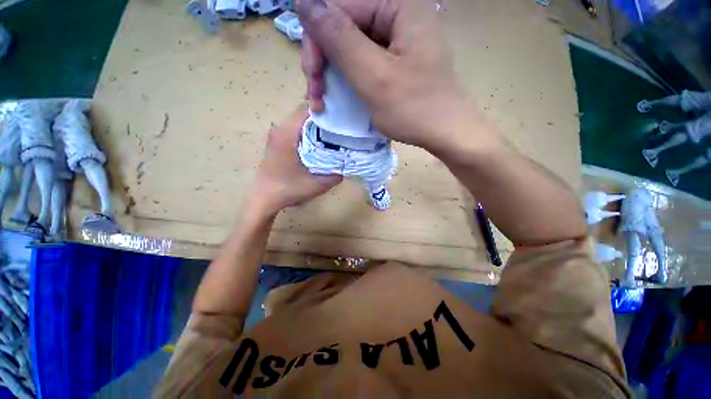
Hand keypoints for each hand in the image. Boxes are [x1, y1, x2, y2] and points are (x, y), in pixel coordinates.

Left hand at [249, 106, 342, 215]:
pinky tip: (320, 141)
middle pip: (304, 111)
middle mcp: (280, 128)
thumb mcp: (318, 184)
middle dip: (324, 115)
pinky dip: (309, 129)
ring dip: (316, 123)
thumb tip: (350, 159)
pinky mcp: (277, 140)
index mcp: (288, 133)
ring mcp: (277, 133)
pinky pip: (296, 127)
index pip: (308, 108)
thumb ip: (337, 173)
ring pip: (300, 119)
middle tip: (342, 125)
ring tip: (334, 132)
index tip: (343, 116)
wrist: (265, 198)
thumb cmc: (289, 190)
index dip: (327, 109)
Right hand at [298, 0, 486, 150]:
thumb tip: (304, 2)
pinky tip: (340, 97)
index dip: (317, 39)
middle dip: (323, 61)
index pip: (341, 8)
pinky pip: (363, 63)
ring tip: (323, 100)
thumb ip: (339, 38)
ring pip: (350, 48)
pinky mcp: (395, 63)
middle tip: (316, 93)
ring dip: (332, 74)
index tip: (312, 76)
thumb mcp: (374, 75)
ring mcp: (397, 42)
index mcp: (398, 7)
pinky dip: (348, 81)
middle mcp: (397, 17)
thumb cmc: (414, 108)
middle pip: (344, 28)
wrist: (445, 133)